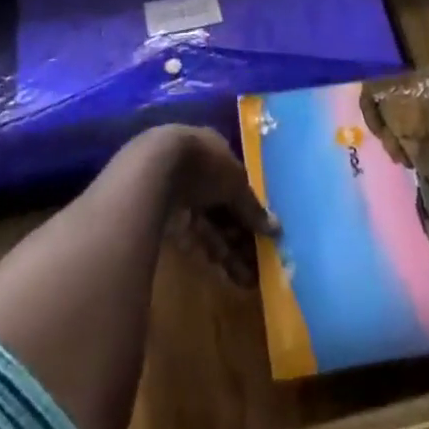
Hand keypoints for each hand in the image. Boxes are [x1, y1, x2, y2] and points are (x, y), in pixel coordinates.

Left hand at [138, 126, 279, 287]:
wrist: (152, 172)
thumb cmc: (203, 164)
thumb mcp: (236, 182)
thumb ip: (253, 207)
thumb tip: (277, 229)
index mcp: (213, 148)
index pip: (236, 179)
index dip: (250, 206)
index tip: (265, 232)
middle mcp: (196, 168)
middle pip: (222, 204)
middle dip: (241, 234)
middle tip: (259, 263)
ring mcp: (178, 192)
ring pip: (208, 224)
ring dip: (229, 250)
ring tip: (248, 280)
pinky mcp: (163, 217)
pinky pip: (192, 237)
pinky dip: (208, 253)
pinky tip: (225, 272)